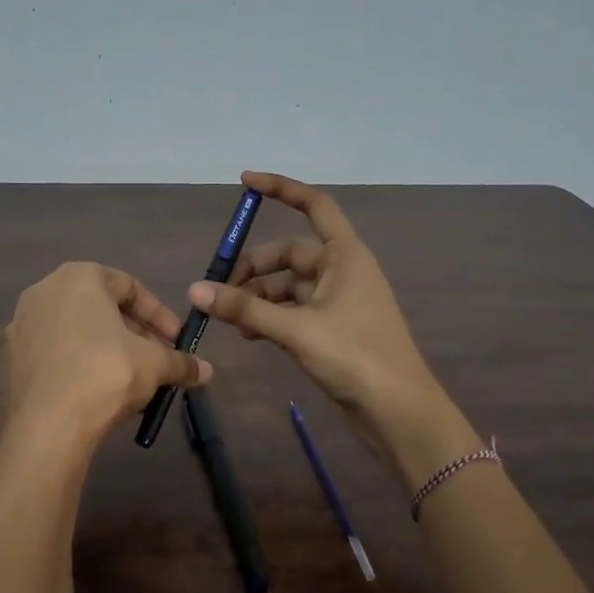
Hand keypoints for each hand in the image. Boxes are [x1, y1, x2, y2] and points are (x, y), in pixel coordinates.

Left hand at [5, 262, 211, 444]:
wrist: (49, 425)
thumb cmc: (106, 374)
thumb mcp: (155, 365)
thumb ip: (181, 362)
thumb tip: (206, 371)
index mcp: (79, 276)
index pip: (130, 286)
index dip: (159, 316)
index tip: (176, 341)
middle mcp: (44, 291)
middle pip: (101, 308)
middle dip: (134, 334)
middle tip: (157, 361)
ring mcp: (22, 325)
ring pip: (78, 331)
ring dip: (109, 350)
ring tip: (133, 380)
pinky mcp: (11, 358)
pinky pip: (56, 353)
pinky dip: (80, 364)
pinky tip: (100, 392)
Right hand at [187, 171, 445, 473]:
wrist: (398, 410)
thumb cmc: (355, 356)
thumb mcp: (295, 329)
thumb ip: (245, 308)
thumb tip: (196, 290)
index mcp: (346, 255)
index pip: (314, 205)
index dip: (281, 189)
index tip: (245, 182)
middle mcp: (343, 270)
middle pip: (291, 253)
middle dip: (254, 268)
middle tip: (219, 289)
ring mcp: (340, 300)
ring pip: (290, 285)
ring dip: (259, 297)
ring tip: (230, 319)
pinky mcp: (335, 327)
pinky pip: (295, 310)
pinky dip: (271, 316)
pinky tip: (249, 334)